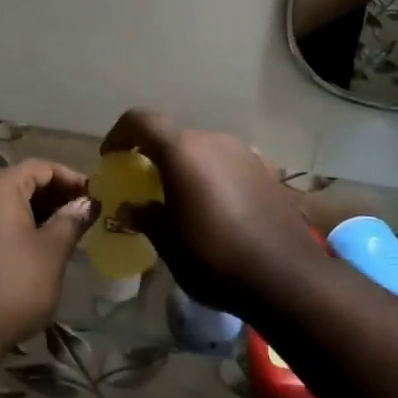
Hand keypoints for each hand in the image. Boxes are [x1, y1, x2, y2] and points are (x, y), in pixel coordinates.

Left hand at [0, 159, 96, 348]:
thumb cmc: (14, 283)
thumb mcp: (52, 251)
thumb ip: (71, 220)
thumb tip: (87, 203)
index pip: (39, 167)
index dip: (70, 178)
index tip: (93, 197)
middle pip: (19, 183)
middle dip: (53, 196)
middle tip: (82, 215)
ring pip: (4, 205)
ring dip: (35, 213)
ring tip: (63, 233)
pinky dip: (15, 228)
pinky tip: (34, 250)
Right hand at [101, 109, 325, 324]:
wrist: (287, 277)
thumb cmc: (214, 258)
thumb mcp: (167, 242)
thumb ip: (145, 216)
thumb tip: (131, 208)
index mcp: (183, 151)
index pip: (141, 120)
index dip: (120, 134)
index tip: (111, 158)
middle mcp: (214, 141)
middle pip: (174, 137)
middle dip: (154, 156)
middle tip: (145, 186)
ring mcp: (245, 154)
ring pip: (203, 150)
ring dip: (186, 167)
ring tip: (181, 200)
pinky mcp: (267, 172)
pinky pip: (228, 165)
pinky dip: (212, 177)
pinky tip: (215, 208)